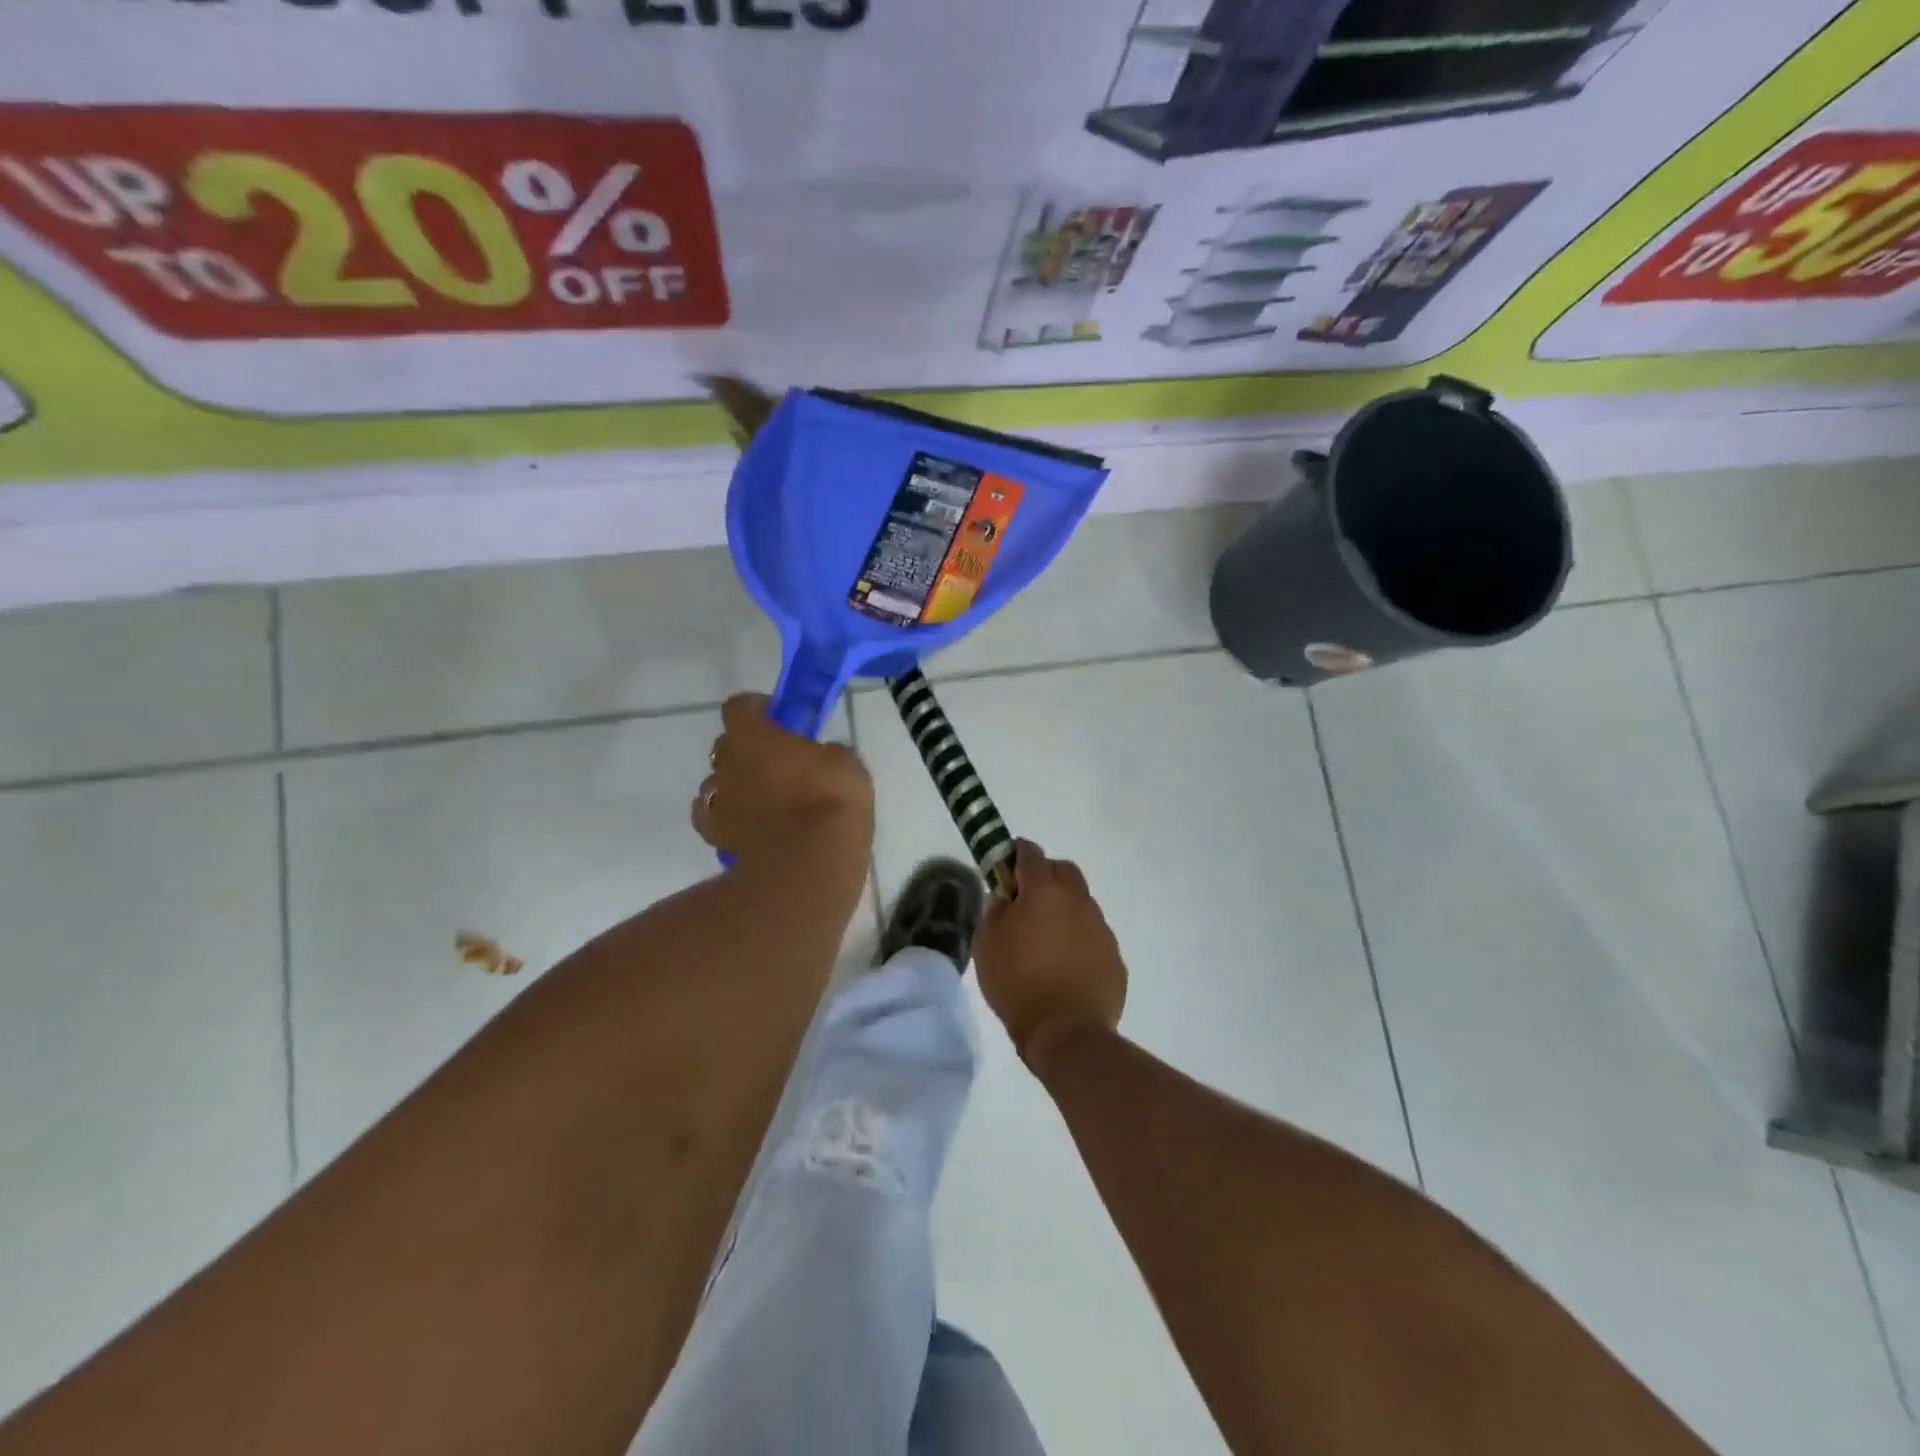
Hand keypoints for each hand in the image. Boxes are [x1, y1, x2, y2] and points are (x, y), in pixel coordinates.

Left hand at [692, 693, 873, 865]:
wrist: (810, 861)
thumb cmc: (829, 799)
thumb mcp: (845, 762)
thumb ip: (825, 753)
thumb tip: (821, 758)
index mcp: (752, 736)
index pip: (739, 707)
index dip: (757, 709)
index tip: (779, 719)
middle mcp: (726, 765)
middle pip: (726, 746)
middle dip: (748, 750)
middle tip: (780, 763)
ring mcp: (718, 804)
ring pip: (718, 784)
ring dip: (738, 786)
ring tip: (768, 802)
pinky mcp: (718, 840)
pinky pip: (715, 821)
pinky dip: (731, 820)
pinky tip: (753, 828)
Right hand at [974, 841, 1126, 1066]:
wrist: (1067, 1032)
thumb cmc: (1018, 983)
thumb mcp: (987, 944)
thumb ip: (995, 910)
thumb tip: (1005, 897)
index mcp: (1044, 891)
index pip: (1030, 853)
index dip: (1015, 854)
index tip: (1004, 868)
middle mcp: (1078, 900)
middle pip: (1063, 870)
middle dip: (1045, 875)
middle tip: (1026, 900)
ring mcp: (1100, 927)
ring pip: (1081, 902)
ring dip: (1063, 908)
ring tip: (1045, 939)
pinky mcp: (1114, 955)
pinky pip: (1093, 934)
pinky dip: (1078, 938)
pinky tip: (1065, 964)